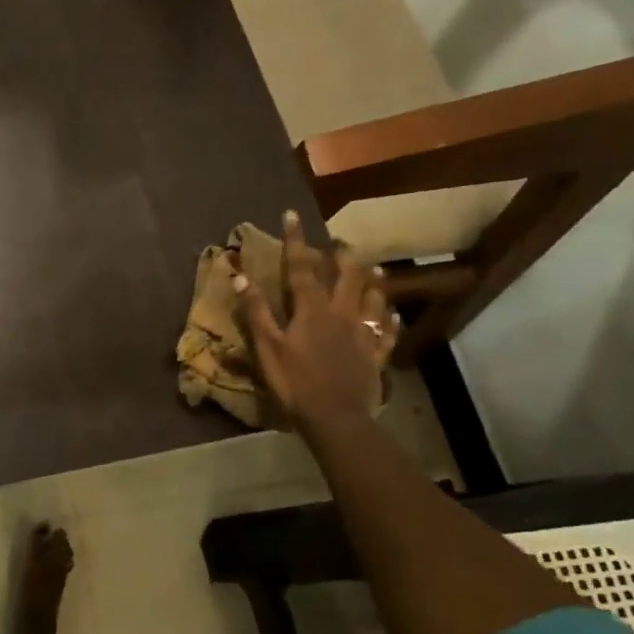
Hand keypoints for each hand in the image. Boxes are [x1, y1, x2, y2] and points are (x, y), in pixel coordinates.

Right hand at [233, 210, 397, 431]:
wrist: (335, 418)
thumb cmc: (295, 383)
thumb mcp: (267, 347)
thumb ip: (256, 311)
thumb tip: (241, 276)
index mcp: (312, 310)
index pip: (302, 267)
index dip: (296, 240)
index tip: (292, 215)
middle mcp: (341, 314)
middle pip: (345, 277)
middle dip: (341, 256)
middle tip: (340, 243)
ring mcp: (363, 334)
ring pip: (372, 299)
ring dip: (372, 281)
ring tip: (374, 268)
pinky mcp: (376, 356)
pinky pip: (386, 332)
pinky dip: (389, 320)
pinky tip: (392, 314)